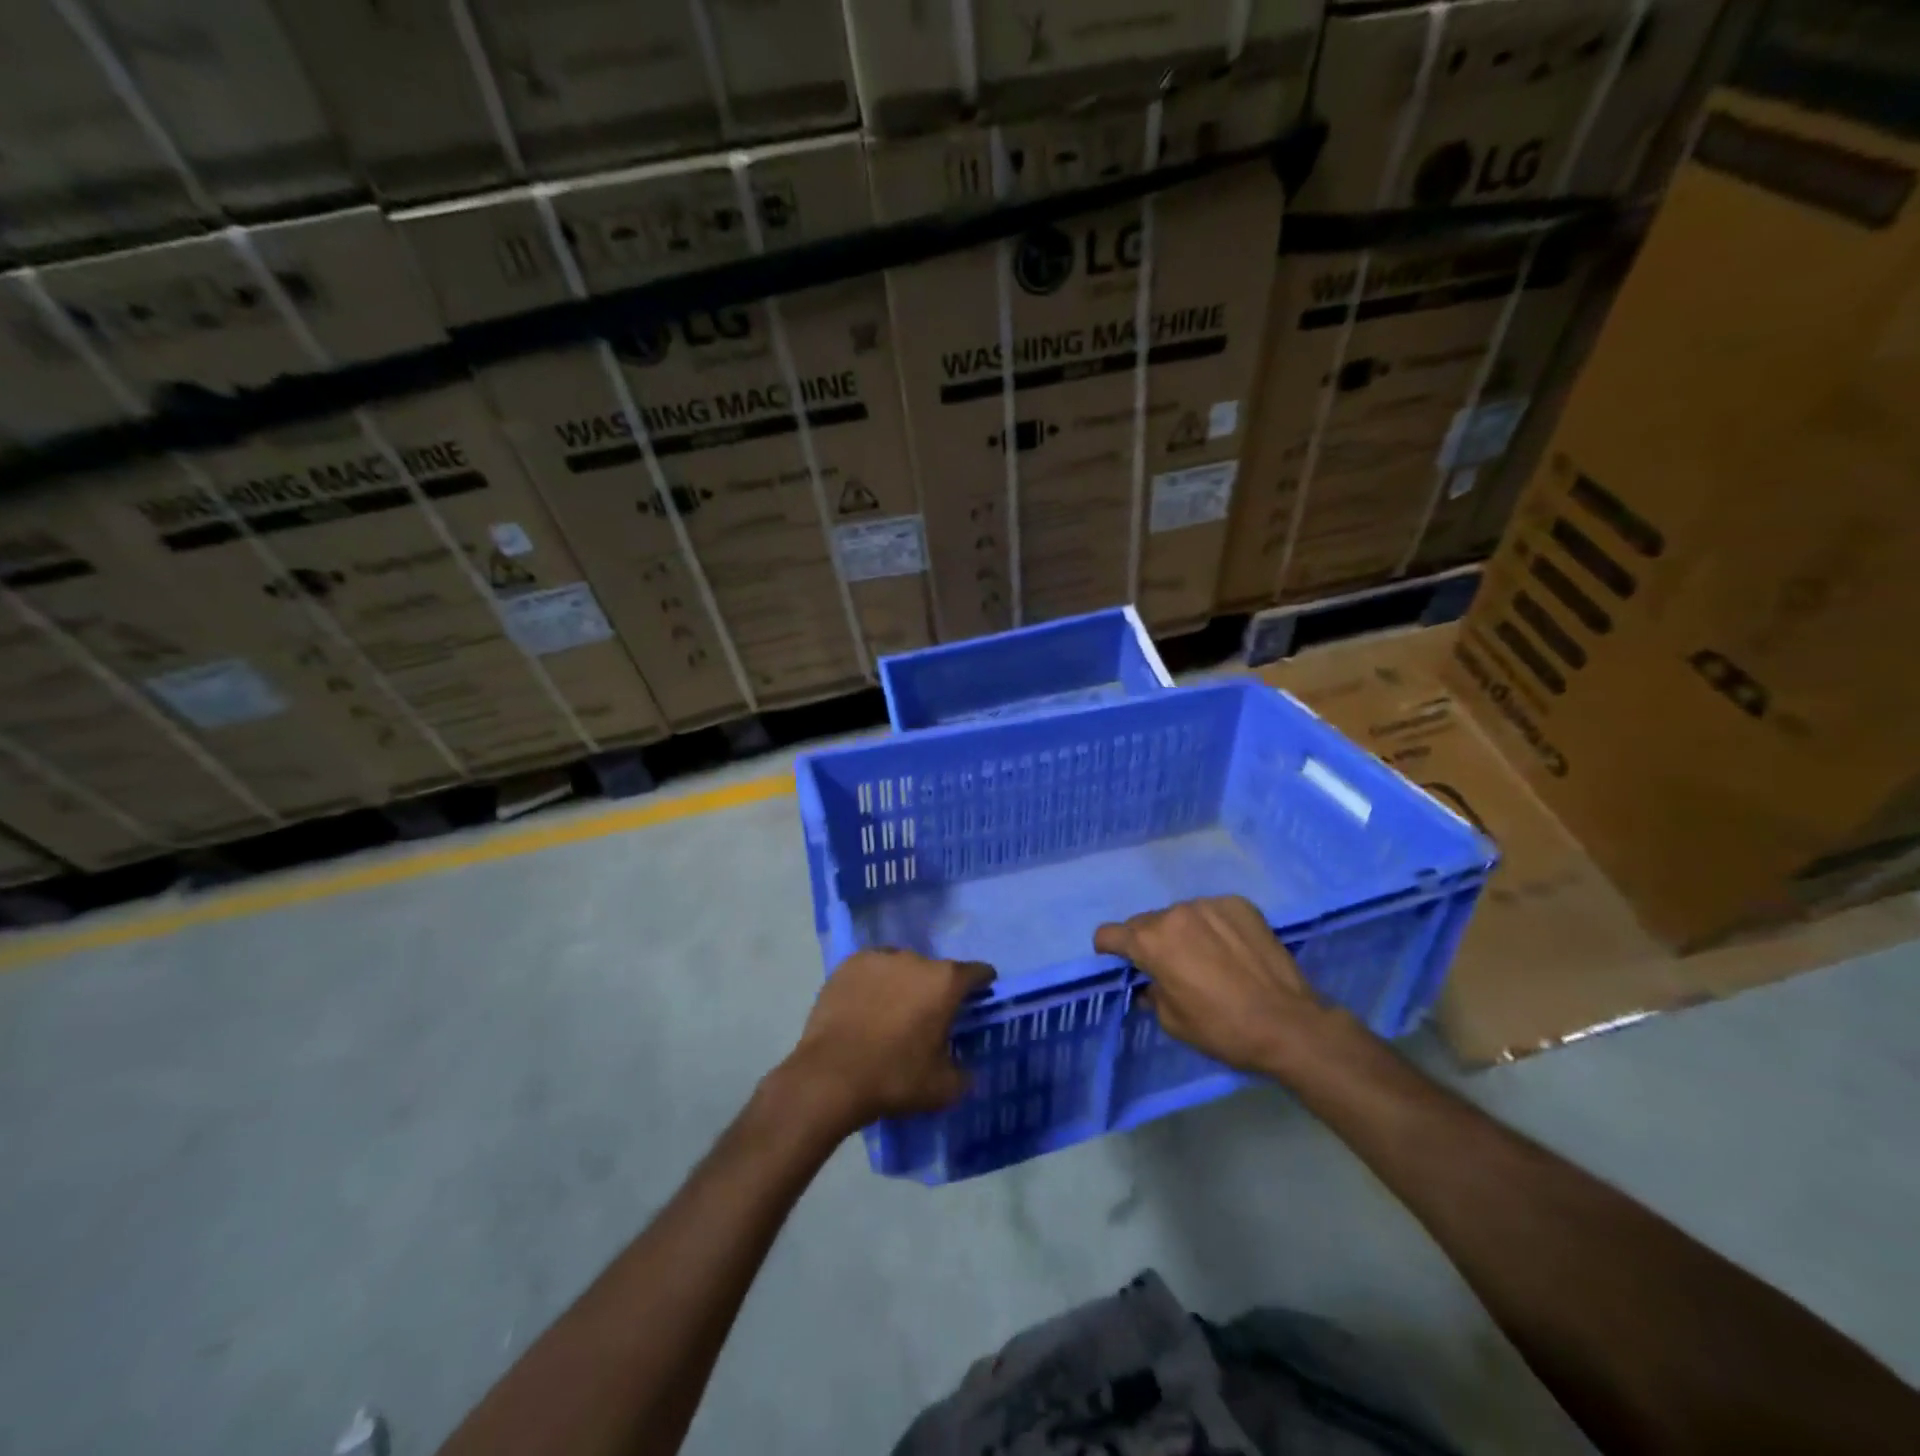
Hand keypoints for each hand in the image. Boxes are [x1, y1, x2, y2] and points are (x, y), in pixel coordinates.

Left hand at [781, 948, 993, 1130]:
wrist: (830, 1076)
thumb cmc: (894, 1078)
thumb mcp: (942, 1088)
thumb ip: (964, 1073)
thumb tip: (965, 1068)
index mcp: (945, 982)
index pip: (977, 972)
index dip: (982, 983)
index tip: (980, 995)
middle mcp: (915, 959)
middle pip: (936, 970)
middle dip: (936, 990)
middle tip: (927, 1017)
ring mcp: (879, 958)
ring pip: (901, 967)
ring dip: (904, 983)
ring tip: (892, 1011)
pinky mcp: (848, 965)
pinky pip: (872, 970)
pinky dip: (874, 983)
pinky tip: (865, 1006)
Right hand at [1095, 895, 1336, 1079]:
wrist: (1290, 1024)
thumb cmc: (1223, 1028)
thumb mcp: (1173, 1022)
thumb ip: (1152, 994)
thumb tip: (1150, 985)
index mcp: (1151, 941)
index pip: (1110, 933)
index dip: (1109, 948)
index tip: (1118, 960)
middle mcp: (1175, 913)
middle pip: (1147, 922)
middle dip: (1150, 941)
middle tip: (1170, 967)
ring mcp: (1209, 905)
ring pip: (1181, 914)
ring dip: (1183, 932)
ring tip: (1206, 958)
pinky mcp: (1239, 905)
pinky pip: (1213, 912)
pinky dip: (1213, 927)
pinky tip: (1231, 950)